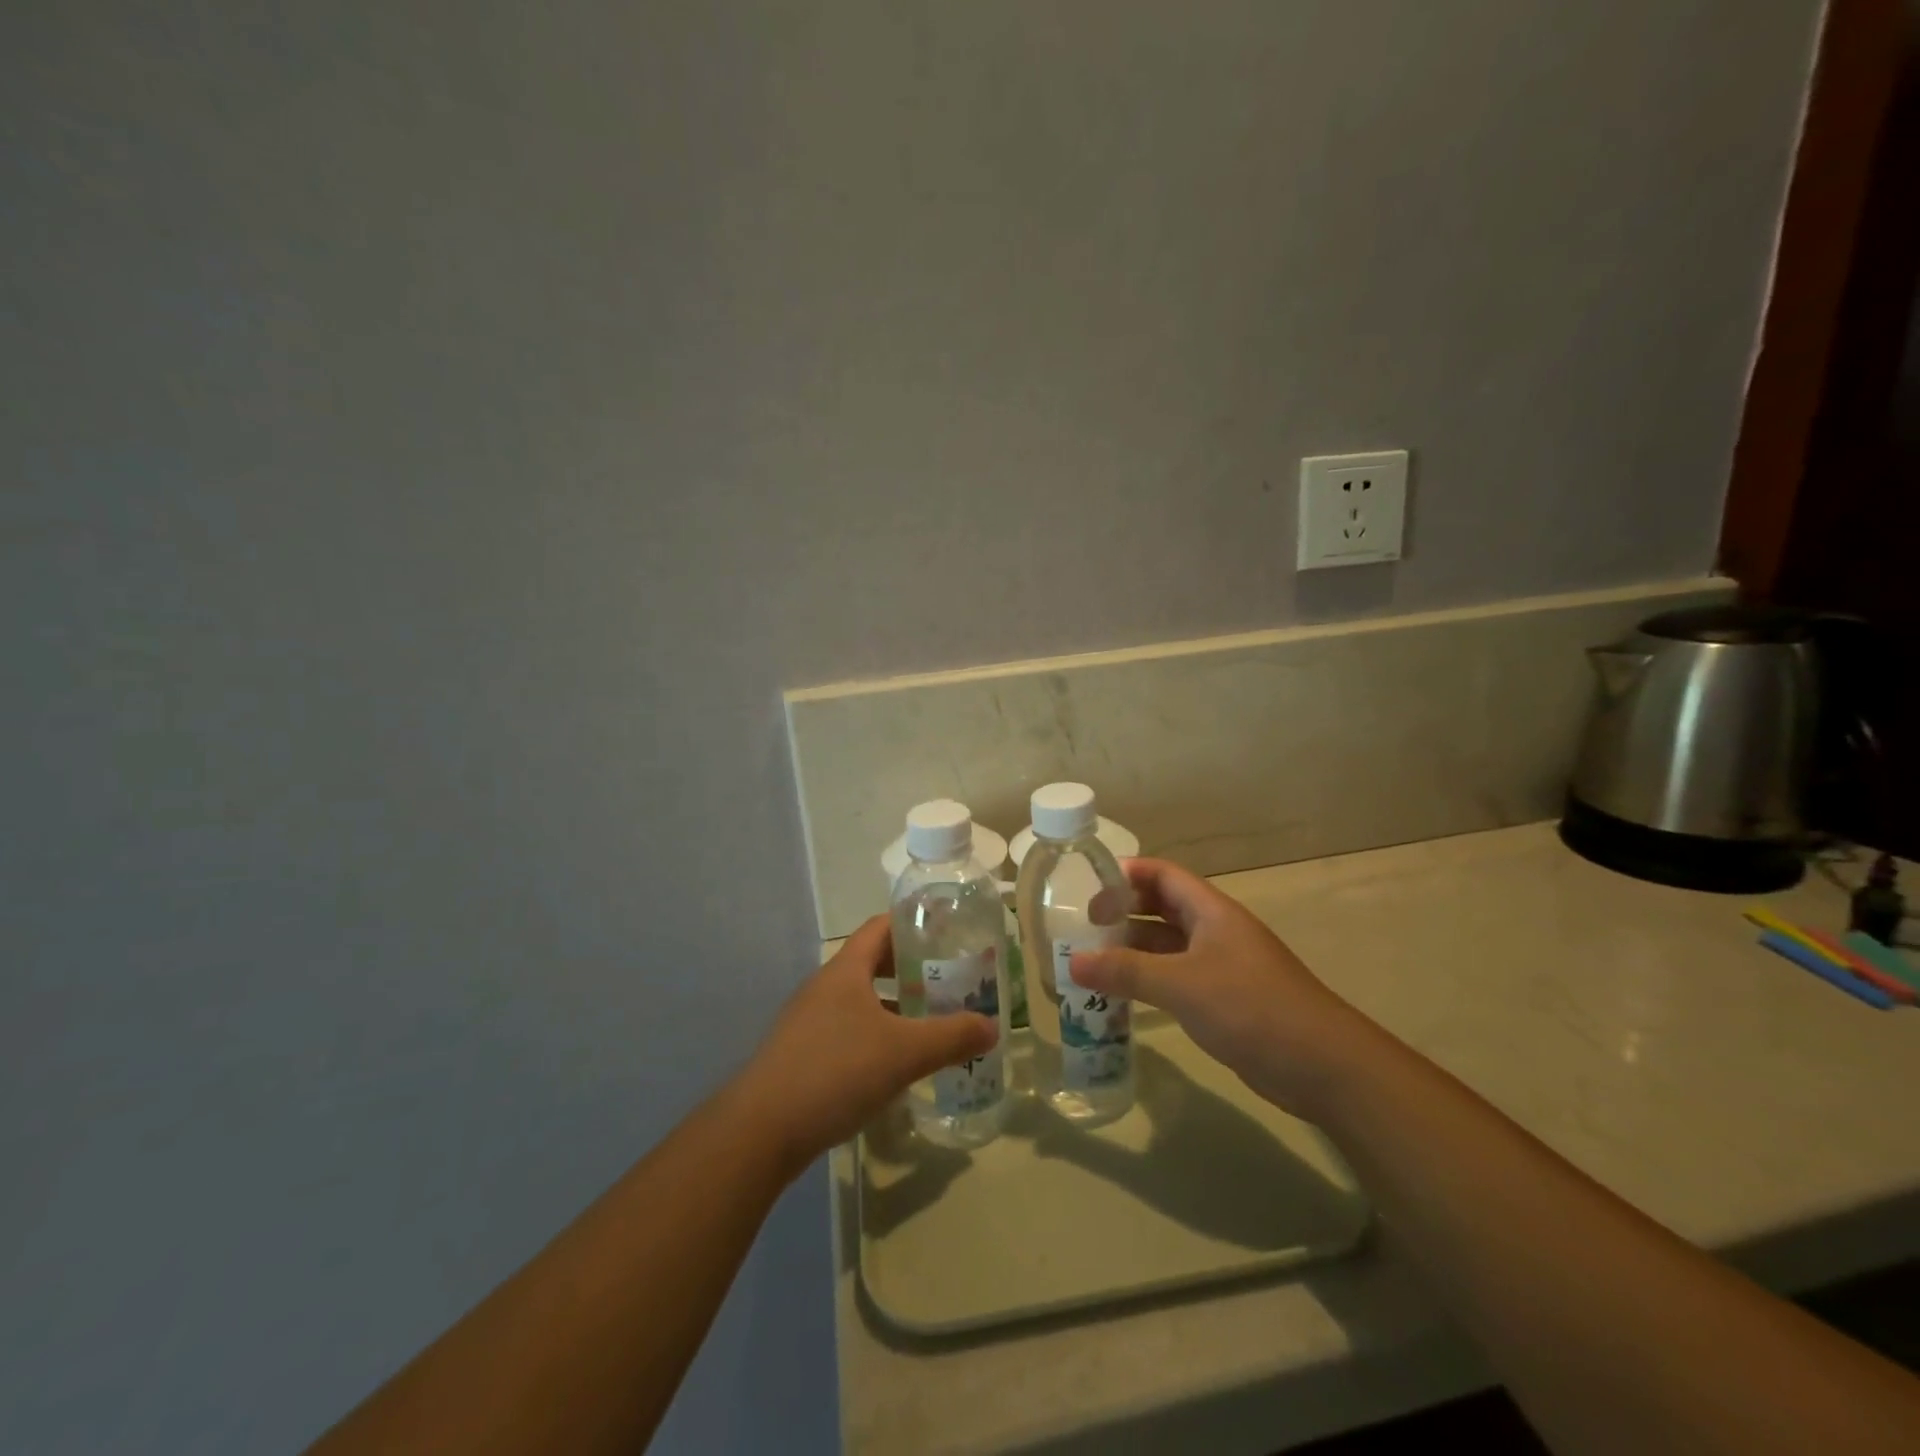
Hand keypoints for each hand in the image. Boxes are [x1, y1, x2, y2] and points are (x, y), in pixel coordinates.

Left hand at [732, 916, 996, 1174]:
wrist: (760, 1131)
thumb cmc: (835, 1072)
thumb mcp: (904, 1053)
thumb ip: (952, 1037)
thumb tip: (993, 1027)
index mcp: (845, 970)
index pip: (881, 927)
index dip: (914, 923)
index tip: (948, 930)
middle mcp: (824, 987)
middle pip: (872, 962)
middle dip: (910, 968)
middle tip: (949, 979)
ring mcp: (809, 1022)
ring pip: (860, 1000)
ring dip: (894, 1005)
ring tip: (930, 1020)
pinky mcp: (802, 1055)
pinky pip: (847, 1030)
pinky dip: (875, 1035)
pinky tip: (895, 1063)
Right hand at [1070, 858, 1364, 1117]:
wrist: (1322, 1065)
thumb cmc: (1250, 1007)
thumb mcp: (1181, 984)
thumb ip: (1126, 971)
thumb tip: (1073, 961)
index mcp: (1211, 912)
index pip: (1164, 875)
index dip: (1127, 874)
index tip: (1089, 886)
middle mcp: (1217, 931)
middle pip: (1164, 907)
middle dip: (1126, 912)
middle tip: (1085, 926)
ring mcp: (1224, 966)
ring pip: (1170, 946)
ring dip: (1135, 949)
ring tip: (1093, 961)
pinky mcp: (1227, 1000)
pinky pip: (1179, 978)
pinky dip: (1151, 980)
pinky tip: (1125, 997)